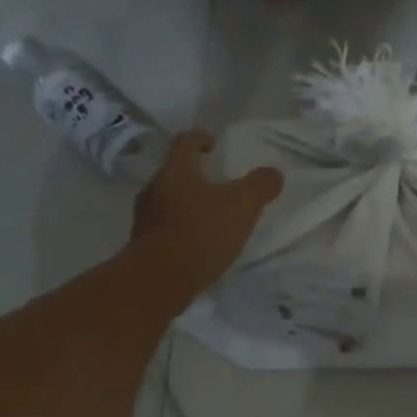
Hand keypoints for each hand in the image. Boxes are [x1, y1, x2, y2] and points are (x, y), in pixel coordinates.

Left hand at [131, 130, 282, 295]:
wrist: (161, 277)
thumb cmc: (202, 231)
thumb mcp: (242, 205)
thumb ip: (260, 186)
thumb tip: (274, 174)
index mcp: (176, 170)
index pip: (186, 142)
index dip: (201, 138)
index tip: (213, 144)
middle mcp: (154, 188)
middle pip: (174, 173)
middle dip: (194, 176)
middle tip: (215, 185)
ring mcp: (144, 218)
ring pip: (166, 202)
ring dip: (185, 205)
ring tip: (208, 218)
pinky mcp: (143, 245)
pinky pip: (164, 229)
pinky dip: (179, 230)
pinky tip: (196, 245)